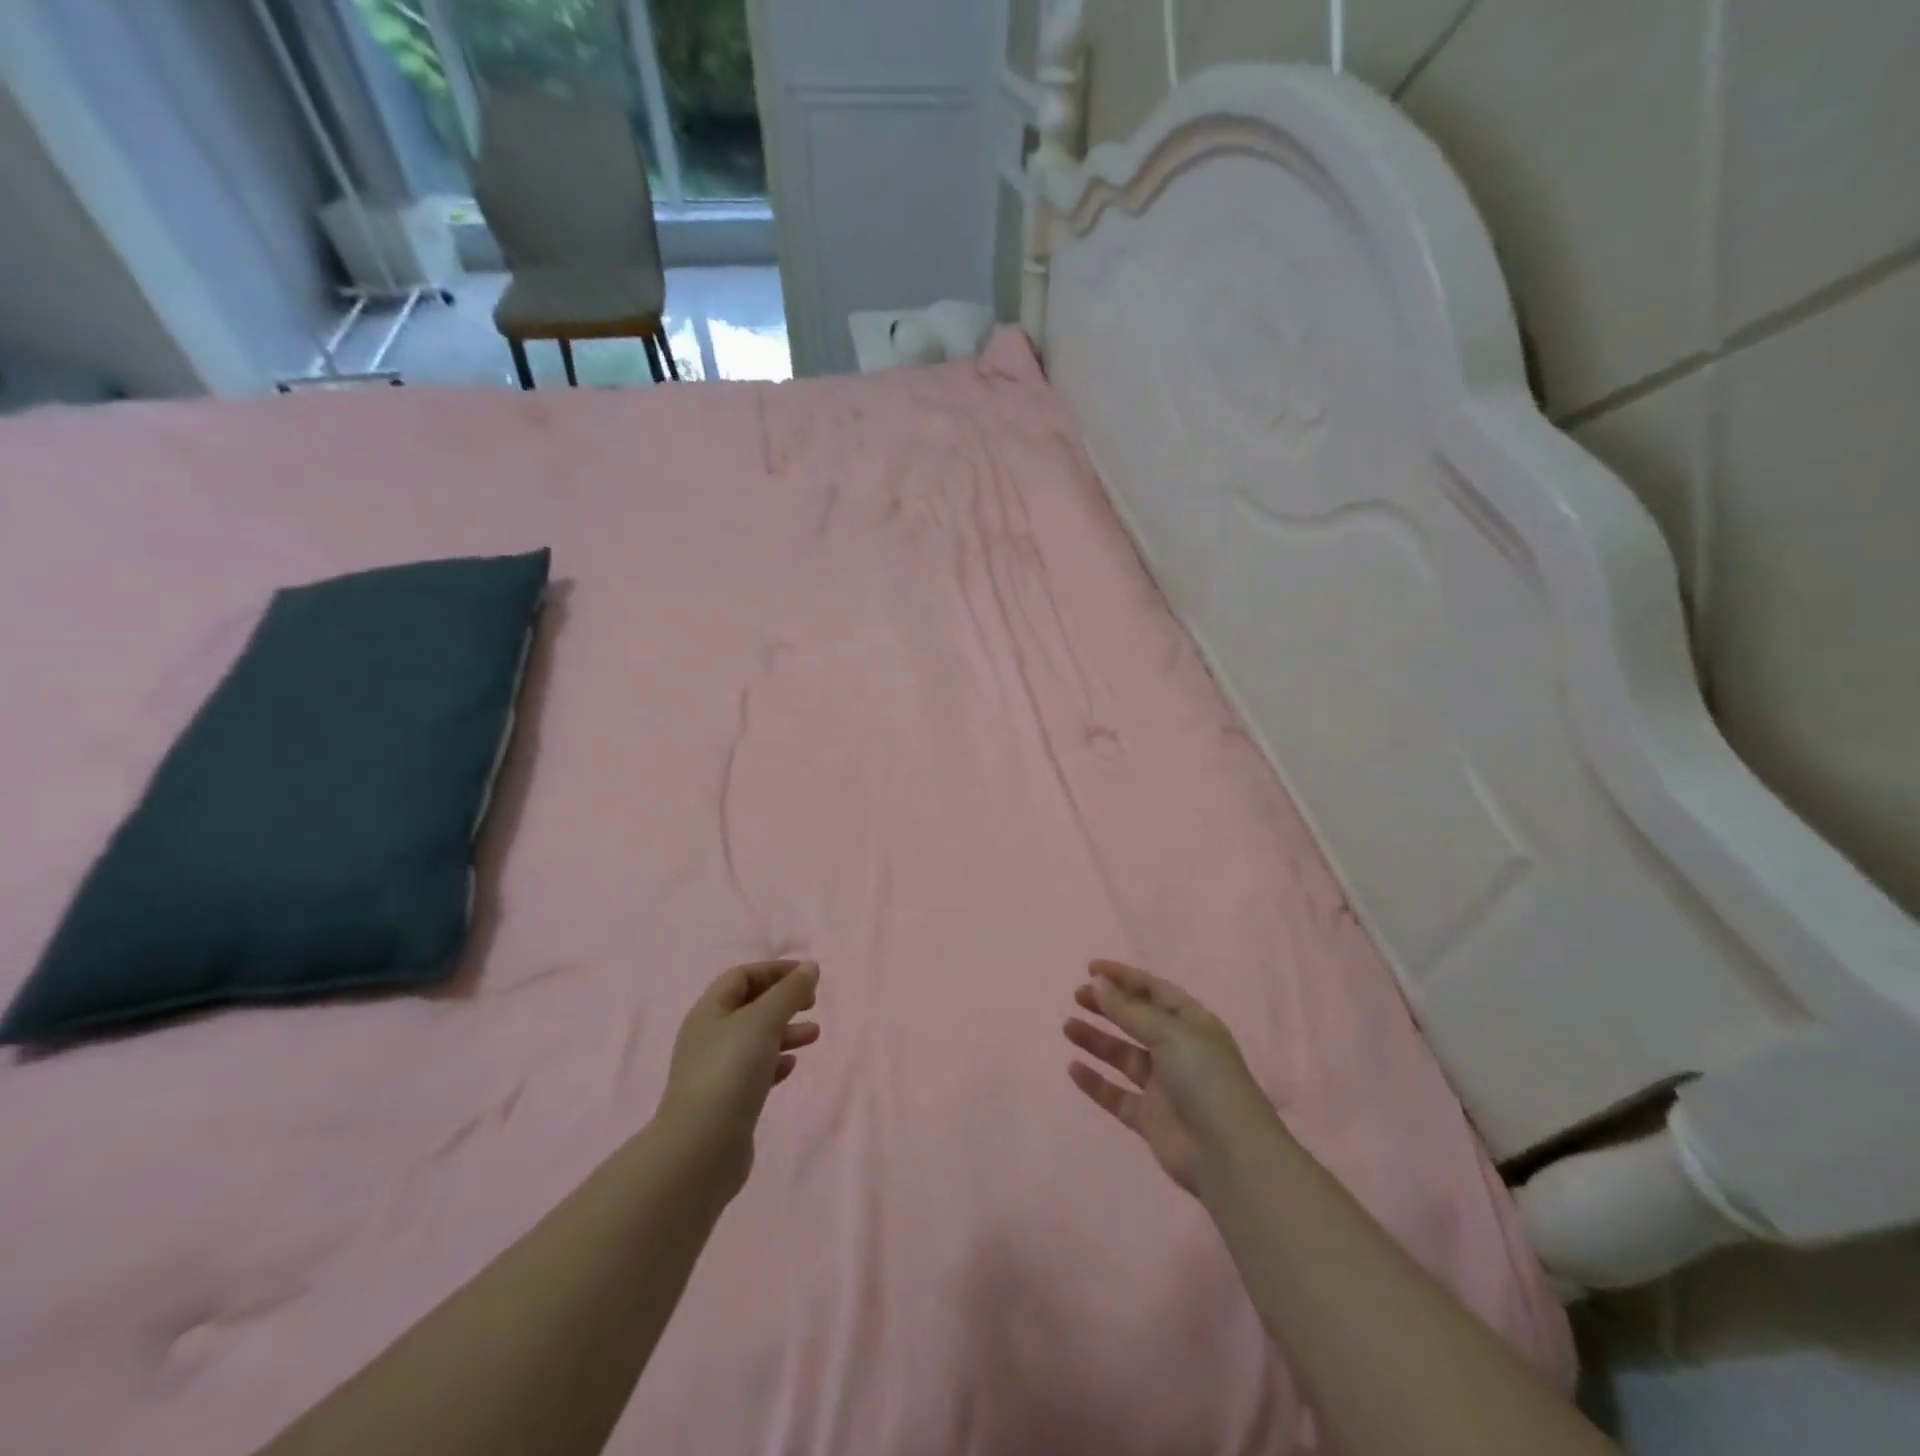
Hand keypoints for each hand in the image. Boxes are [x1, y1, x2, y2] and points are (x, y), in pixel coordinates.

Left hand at [658, 959, 820, 1194]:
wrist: (701, 1148)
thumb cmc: (730, 1071)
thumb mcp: (763, 1021)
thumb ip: (789, 992)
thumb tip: (810, 967)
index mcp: (709, 1011)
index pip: (741, 976)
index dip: (774, 970)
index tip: (807, 975)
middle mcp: (708, 1037)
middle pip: (748, 1006)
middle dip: (782, 1001)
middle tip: (812, 1003)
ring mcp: (715, 1071)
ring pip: (755, 1039)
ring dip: (785, 1031)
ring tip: (814, 1035)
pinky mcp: (726, 1101)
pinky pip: (754, 1071)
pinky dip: (775, 1062)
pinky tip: (791, 1066)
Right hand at [1064, 960, 1278, 1194]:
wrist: (1227, 1155)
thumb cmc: (1205, 1080)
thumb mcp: (1169, 1034)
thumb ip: (1128, 1011)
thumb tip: (1097, 982)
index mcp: (1192, 1024)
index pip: (1154, 991)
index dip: (1124, 977)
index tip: (1090, 968)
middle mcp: (1178, 1050)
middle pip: (1137, 1020)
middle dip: (1108, 1006)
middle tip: (1076, 996)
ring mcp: (1164, 1086)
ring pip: (1123, 1055)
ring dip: (1097, 1040)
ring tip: (1067, 1027)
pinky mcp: (1150, 1118)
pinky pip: (1117, 1094)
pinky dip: (1095, 1082)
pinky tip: (1073, 1068)